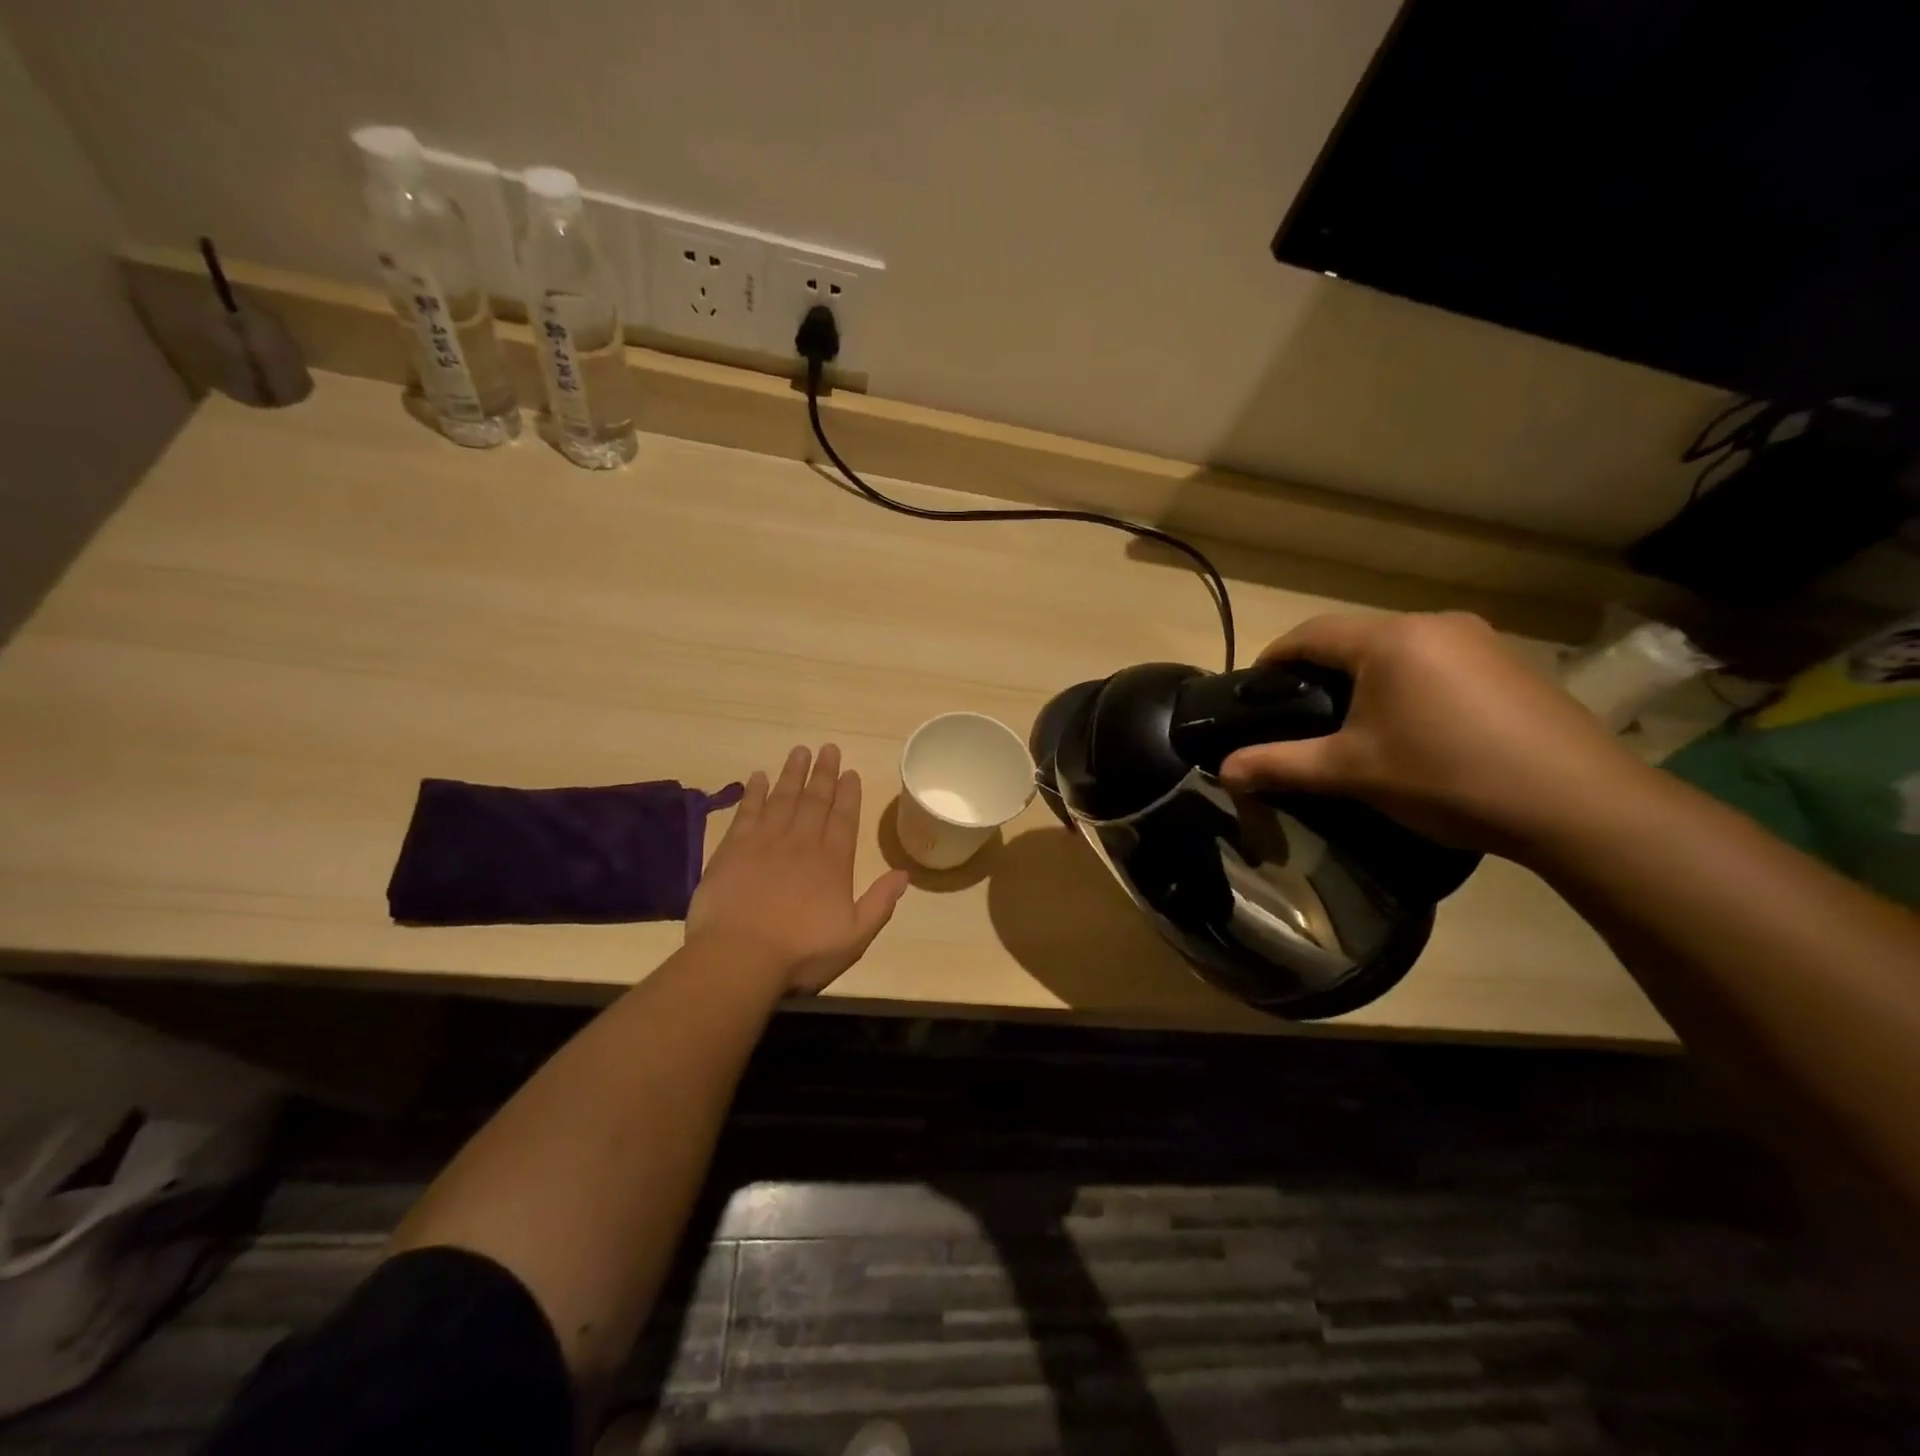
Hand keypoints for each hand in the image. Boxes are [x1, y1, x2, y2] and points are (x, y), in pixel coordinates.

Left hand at [686, 744, 911, 993]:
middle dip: (824, 773)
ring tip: (800, 751)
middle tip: (828, 748)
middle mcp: (802, 843)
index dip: (849, 794)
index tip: (851, 772)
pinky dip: (754, 792)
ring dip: (793, 773)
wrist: (738, 958)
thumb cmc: (800, 953)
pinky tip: (759, 777)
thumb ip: (879, 904)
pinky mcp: (733, 849)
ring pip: (783, 798)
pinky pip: (747, 812)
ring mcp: (765, 842)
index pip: (844, 818)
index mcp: (832, 862)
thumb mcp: (854, 937)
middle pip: (815, 800)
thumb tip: (904, 874)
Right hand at [1218, 611, 1651, 854]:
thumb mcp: (1352, 772)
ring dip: (1364, 677)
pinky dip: (1407, 684)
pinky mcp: (1510, 664)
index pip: (1309, 634)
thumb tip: (1223, 770)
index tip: (1254, 692)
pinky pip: (1436, 662)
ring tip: (1352, 723)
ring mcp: (1479, 640)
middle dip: (1318, 671)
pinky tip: (1412, 726)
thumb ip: (1280, 765)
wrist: (1577, 804)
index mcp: (1389, 640)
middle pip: (1353, 638)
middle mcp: (1433, 624)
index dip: (1274, 659)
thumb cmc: (1447, 777)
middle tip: (1299, 714)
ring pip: (1397, 650)